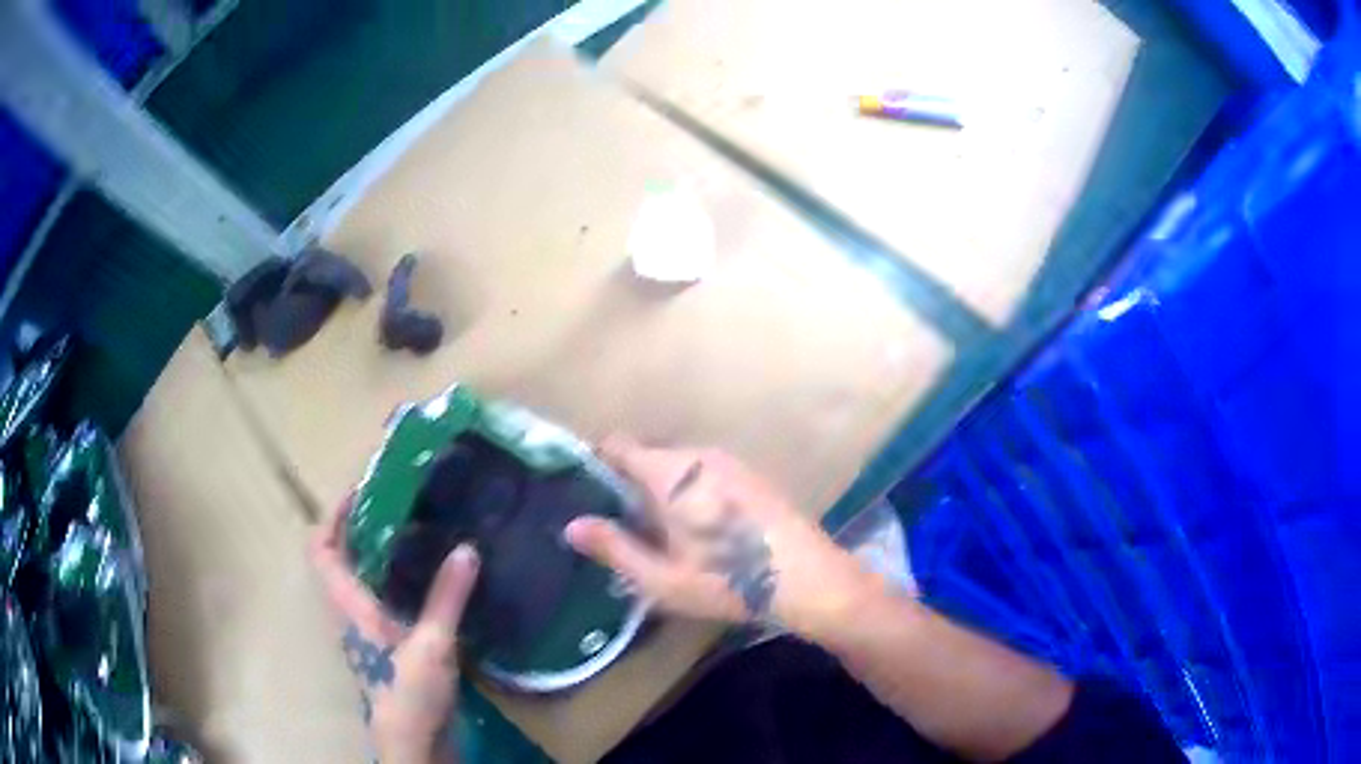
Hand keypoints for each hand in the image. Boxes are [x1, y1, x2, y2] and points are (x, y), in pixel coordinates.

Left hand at [311, 503, 479, 763]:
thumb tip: (467, 548)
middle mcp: (351, 611)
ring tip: (416, 528)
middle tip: (398, 501)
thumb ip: (447, 598)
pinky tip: (429, 576)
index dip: (332, 516)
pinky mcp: (387, 643)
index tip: (361, 489)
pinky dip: (397, 576)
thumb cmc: (409, 692)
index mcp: (349, 604)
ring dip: (379, 550)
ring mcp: (368, 628)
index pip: (322, 550)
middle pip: (340, 557)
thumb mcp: (432, 645)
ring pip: (362, 577)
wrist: (413, 739)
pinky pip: (383, 596)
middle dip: (360, 526)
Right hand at [564, 435, 869, 638]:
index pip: (615, 445)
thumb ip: (613, 548)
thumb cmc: (730, 581)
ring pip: (676, 466)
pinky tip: (700, 533)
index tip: (584, 496)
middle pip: (645, 456)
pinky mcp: (750, 475)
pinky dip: (689, 493)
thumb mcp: (662, 579)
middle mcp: (698, 454)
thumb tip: (571, 525)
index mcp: (670, 472)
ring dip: (660, 492)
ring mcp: (729, 462)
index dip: (594, 465)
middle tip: (622, 530)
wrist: (810, 579)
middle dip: (628, 486)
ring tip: (659, 537)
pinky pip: (703, 473)